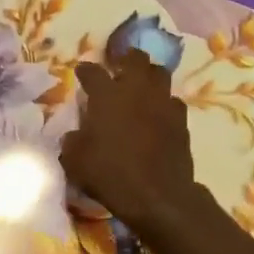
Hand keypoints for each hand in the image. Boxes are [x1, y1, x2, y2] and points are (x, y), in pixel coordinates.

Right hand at [60, 51, 204, 234]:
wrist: (157, 195)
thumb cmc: (110, 174)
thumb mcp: (75, 160)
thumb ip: (72, 141)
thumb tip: (74, 135)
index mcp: (107, 95)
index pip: (92, 72)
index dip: (85, 70)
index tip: (82, 72)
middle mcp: (136, 90)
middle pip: (135, 58)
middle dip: (126, 58)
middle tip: (118, 67)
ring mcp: (162, 103)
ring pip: (160, 73)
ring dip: (149, 76)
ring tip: (141, 86)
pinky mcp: (181, 121)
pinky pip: (173, 101)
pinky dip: (164, 103)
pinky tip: (158, 113)